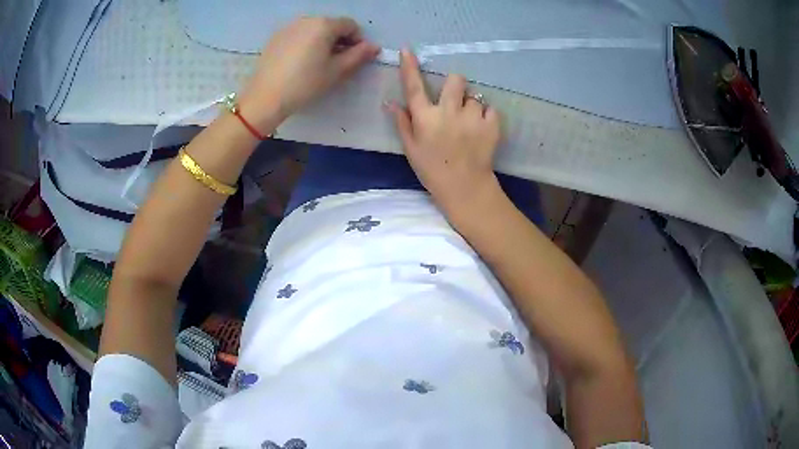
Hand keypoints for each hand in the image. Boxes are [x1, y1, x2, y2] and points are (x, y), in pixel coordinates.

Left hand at [239, 16, 379, 131]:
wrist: (265, 98)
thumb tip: (374, 47)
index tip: (356, 57)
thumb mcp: (336, 71)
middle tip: (338, 62)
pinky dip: (305, 43)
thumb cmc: (305, 84)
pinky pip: (298, 35)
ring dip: (322, 41)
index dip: (358, 40)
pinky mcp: (275, 37)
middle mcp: (306, 19)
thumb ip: (358, 56)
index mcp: (324, 24)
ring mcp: (288, 27)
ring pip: (314, 29)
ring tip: (318, 63)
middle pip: (331, 25)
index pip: (350, 25)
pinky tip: (300, 62)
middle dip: (339, 40)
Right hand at [387, 50, 501, 214]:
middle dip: (455, 86)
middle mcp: (448, 112)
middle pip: (455, 79)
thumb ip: (402, 123)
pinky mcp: (492, 124)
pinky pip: (490, 109)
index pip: (414, 86)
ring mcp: (472, 117)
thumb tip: (390, 102)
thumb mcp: (411, 149)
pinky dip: (487, 116)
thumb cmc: (433, 170)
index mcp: (425, 118)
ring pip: (474, 97)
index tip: (408, 50)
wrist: (465, 188)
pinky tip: (482, 130)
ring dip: (471, 106)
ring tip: (469, 125)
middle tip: (455, 102)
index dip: (410, 66)